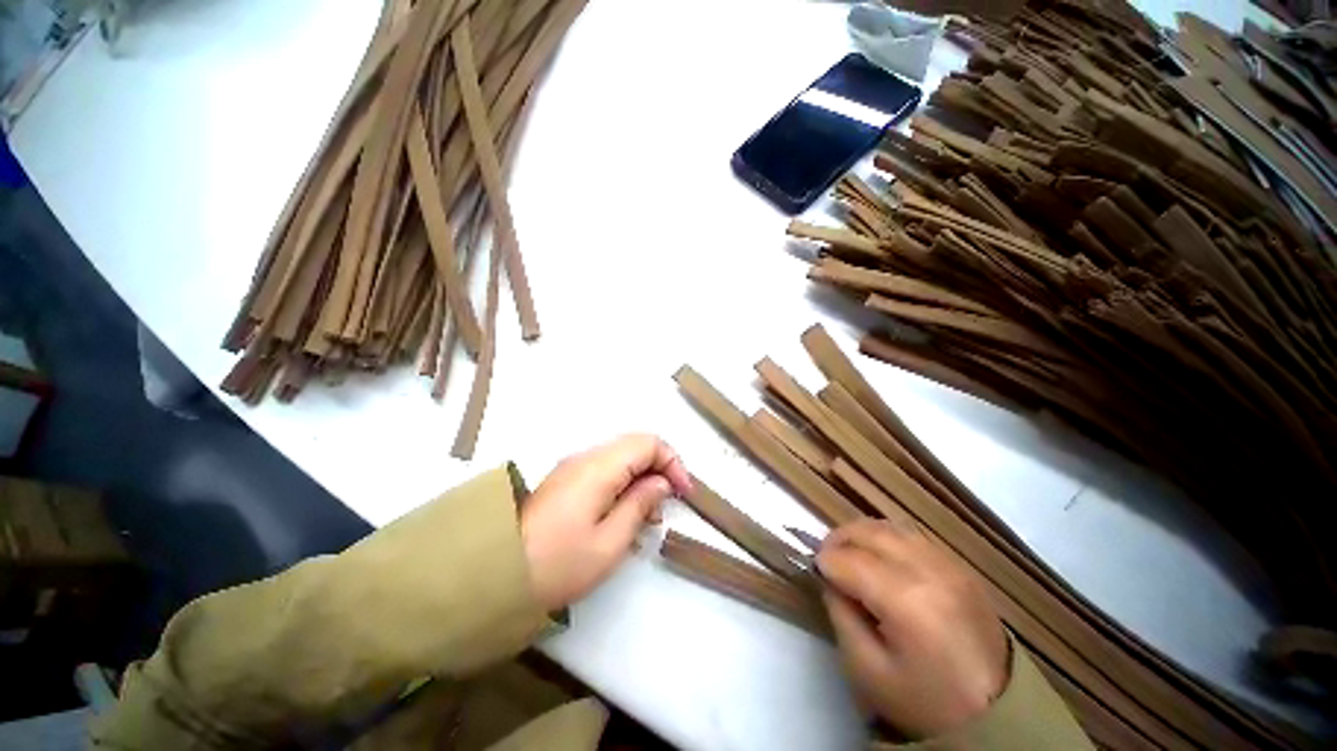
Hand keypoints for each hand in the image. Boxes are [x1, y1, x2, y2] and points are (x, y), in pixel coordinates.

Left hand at [521, 434, 692, 611]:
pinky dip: (624, 482)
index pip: (648, 442)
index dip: (672, 462)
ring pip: (622, 456)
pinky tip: (625, 512)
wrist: (494, 576)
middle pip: (635, 445)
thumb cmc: (557, 564)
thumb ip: (639, 505)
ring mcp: (574, 467)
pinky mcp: (566, 480)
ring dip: (642, 476)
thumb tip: (660, 483)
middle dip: (659, 468)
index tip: (683, 492)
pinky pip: (606, 469)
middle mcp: (586, 457)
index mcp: (599, 467)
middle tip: (668, 502)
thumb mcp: (609, 543)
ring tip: (649, 513)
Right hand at [817, 519, 1008, 738]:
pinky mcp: (961, 566)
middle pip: (867, 531)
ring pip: (889, 527)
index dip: (824, 562)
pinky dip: (887, 539)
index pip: (848, 559)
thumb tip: (830, 579)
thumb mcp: (866, 670)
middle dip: (838, 539)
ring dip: (861, 535)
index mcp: (905, 599)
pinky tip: (882, 560)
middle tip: (827, 559)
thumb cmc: (925, 701)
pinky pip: (912, 536)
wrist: (998, 715)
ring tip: (851, 555)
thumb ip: (840, 615)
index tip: (815, 573)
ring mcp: (949, 564)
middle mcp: (928, 569)